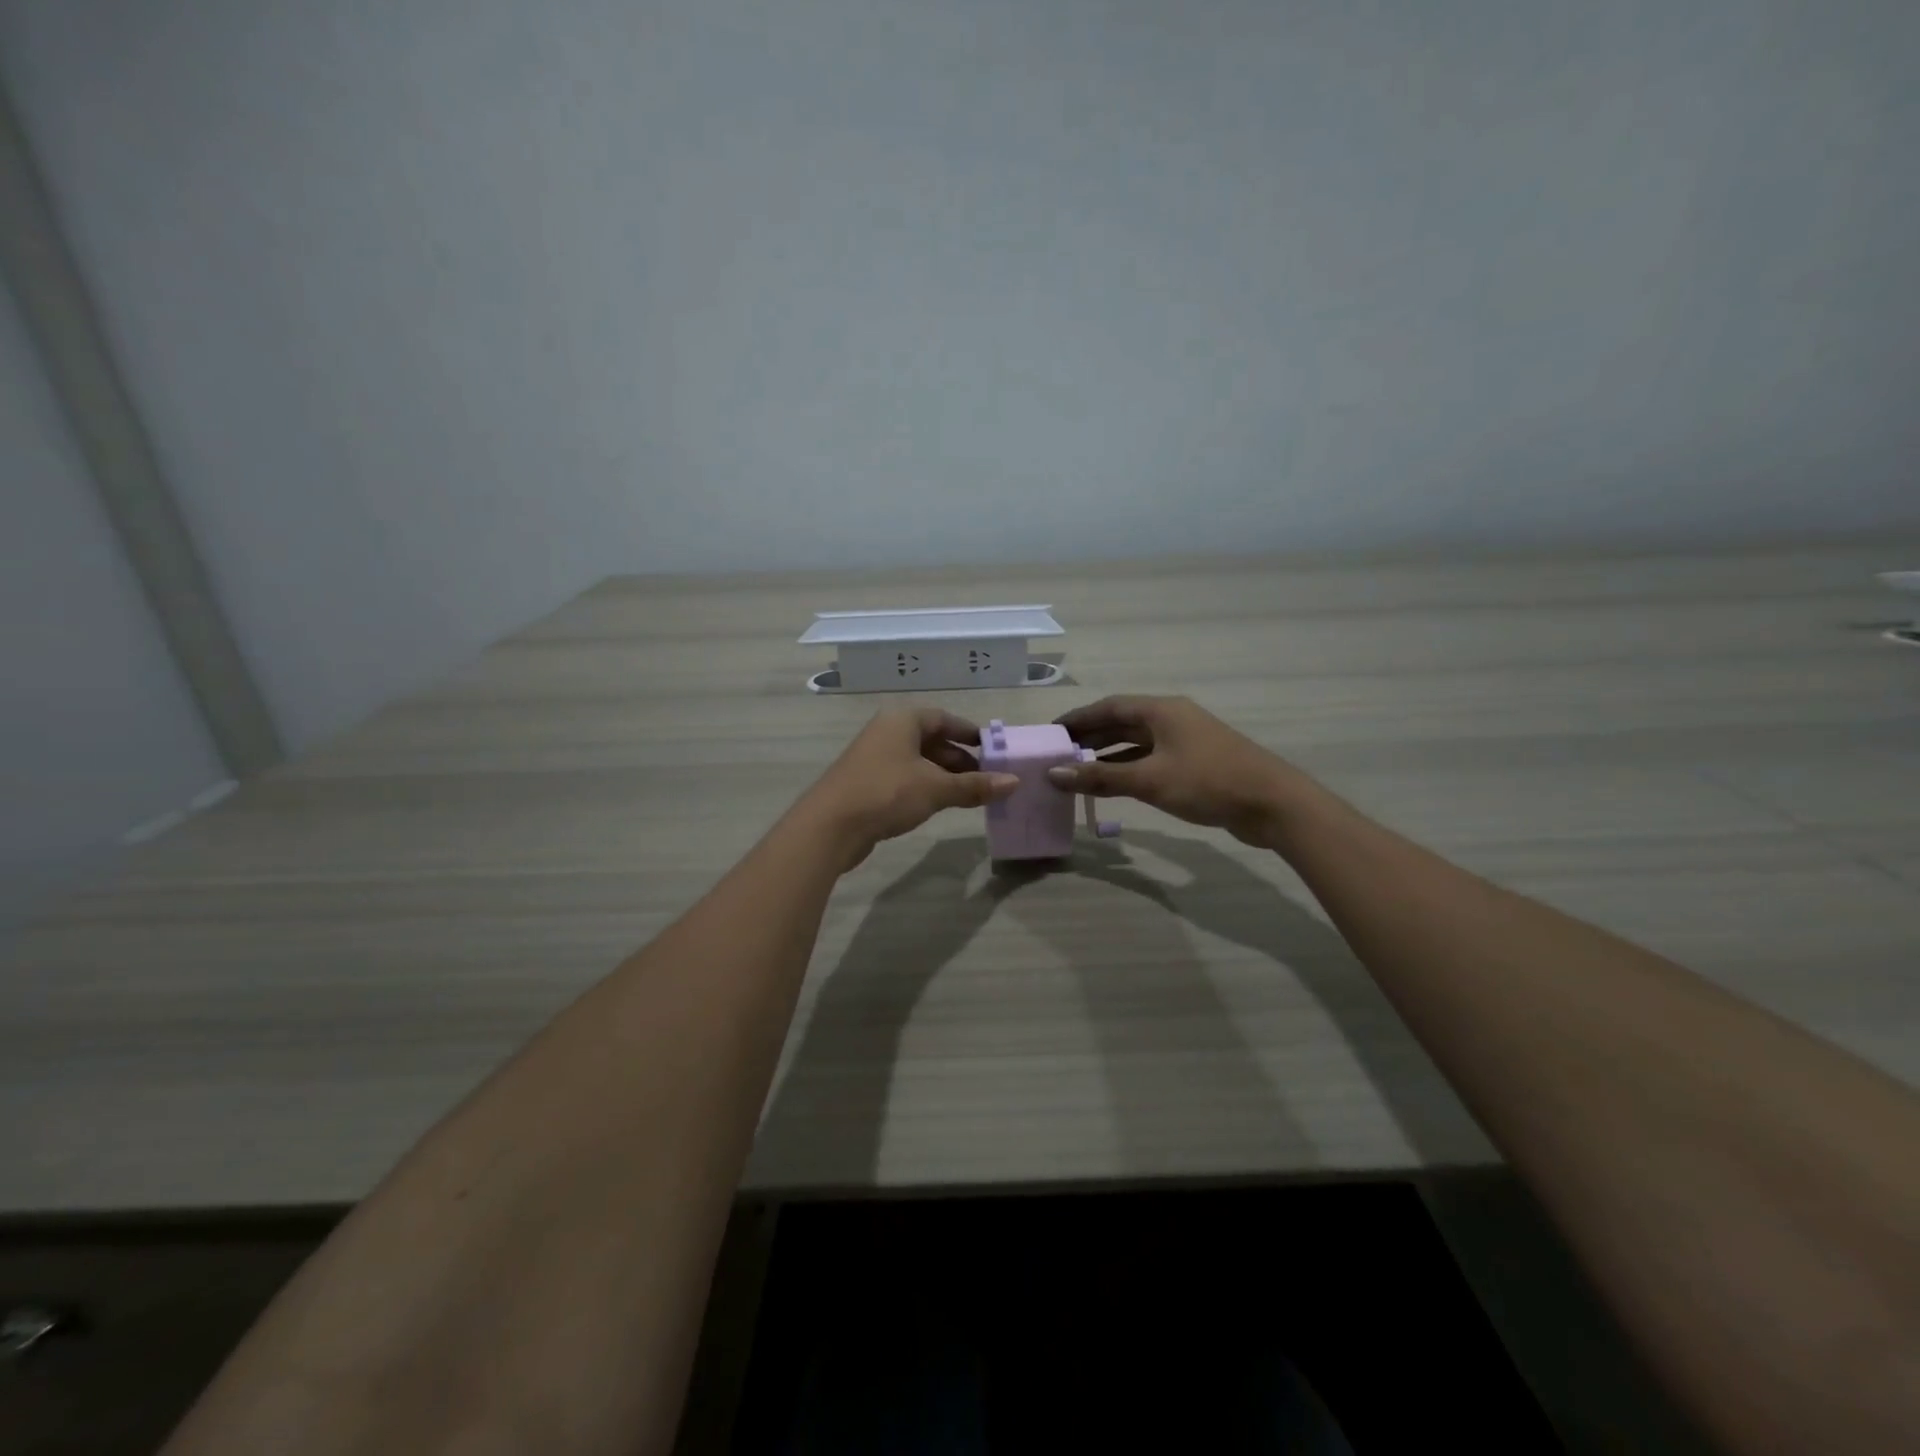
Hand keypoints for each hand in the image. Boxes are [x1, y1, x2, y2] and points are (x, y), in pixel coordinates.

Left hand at [797, 709, 1019, 870]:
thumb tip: (1014, 782)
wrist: (829, 826)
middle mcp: (887, 732)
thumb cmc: (886, 793)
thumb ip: (975, 786)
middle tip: (987, 778)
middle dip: (960, 758)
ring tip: (969, 794)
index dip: (970, 733)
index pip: (944, 719)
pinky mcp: (867, 782)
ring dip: (944, 775)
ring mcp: (874, 757)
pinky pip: (905, 777)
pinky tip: (939, 804)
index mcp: (902, 720)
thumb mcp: (936, 789)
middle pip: (931, 739)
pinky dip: (925, 786)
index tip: (993, 750)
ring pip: (918, 760)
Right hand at [1046, 695, 1307, 847]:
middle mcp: (1173, 718)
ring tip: (1079, 770)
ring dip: (1109, 754)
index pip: (1109, 707)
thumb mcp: (1149, 780)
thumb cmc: (1207, 782)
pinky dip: (1129, 768)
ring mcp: (1187, 740)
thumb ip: (1100, 778)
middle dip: (1090, 737)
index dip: (1078, 719)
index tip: (1052, 733)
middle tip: (1060, 754)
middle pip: (1122, 722)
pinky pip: (1152, 759)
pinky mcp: (1196, 763)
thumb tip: (1054, 774)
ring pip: (1137, 742)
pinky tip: (1114, 784)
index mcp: (1162, 710)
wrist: (1272, 804)